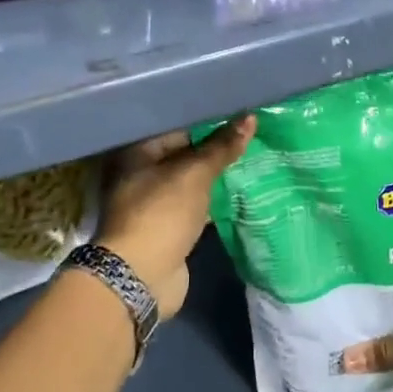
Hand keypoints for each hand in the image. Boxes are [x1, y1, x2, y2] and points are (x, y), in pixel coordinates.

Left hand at [96, 117, 254, 316]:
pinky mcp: (169, 227)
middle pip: (185, 153)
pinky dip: (214, 200)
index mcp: (138, 152)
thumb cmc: (162, 213)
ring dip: (216, 175)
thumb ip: (222, 147)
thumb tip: (250, 117)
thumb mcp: (195, 173)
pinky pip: (196, 205)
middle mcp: (142, 173)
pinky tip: (241, 191)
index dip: (208, 121)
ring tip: (253, 157)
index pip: (178, 126)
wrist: (141, 277)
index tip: (239, 114)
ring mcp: (155, 203)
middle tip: (252, 133)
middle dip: (216, 148)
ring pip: (192, 181)